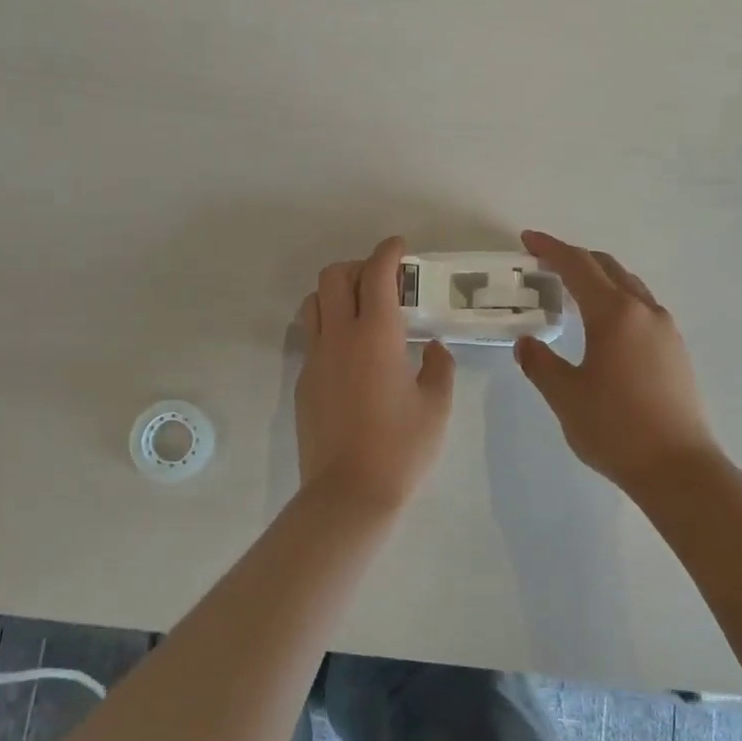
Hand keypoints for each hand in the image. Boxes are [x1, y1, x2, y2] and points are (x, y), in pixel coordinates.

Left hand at [296, 236, 455, 507]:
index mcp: (376, 335)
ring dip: (336, 293)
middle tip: (383, 281)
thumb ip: (438, 366)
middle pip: (334, 276)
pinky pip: (312, 336)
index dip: (388, 252)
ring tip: (362, 312)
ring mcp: (315, 358)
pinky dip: (330, 326)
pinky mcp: (303, 381)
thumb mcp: (437, 405)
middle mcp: (339, 336)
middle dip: (358, 266)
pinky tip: (352, 354)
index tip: (400, 247)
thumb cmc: (402, 448)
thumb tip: (430, 347)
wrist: (349, 493)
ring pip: (315, 303)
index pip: (377, 274)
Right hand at [514, 230, 724, 494]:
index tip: (528, 239)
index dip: (550, 249)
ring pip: (628, 286)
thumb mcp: (564, 396)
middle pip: (607, 268)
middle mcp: (644, 311)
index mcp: (614, 314)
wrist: (678, 468)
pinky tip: (604, 324)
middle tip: (544, 262)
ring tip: (572, 290)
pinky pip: (641, 307)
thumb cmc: (615, 429)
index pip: (577, 267)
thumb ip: (540, 363)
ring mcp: (666, 330)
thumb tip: (528, 343)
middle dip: (575, 258)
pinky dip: (616, 299)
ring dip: (599, 278)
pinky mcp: (676, 350)